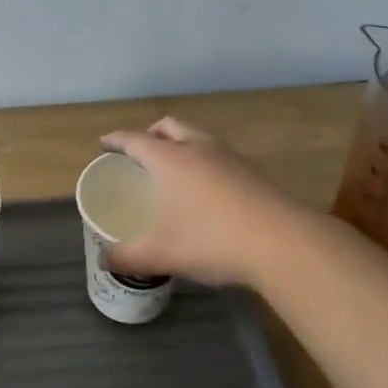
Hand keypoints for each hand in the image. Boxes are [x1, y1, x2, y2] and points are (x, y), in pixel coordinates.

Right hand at [100, 118, 297, 286]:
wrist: (284, 244)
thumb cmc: (212, 241)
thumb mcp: (162, 254)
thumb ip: (128, 256)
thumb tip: (104, 261)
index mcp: (170, 160)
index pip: (134, 139)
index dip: (115, 140)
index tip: (104, 144)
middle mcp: (198, 148)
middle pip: (168, 126)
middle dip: (150, 134)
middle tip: (139, 152)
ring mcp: (230, 157)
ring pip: (198, 137)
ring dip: (181, 144)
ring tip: (174, 169)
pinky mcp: (254, 172)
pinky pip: (220, 155)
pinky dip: (205, 162)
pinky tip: (208, 190)